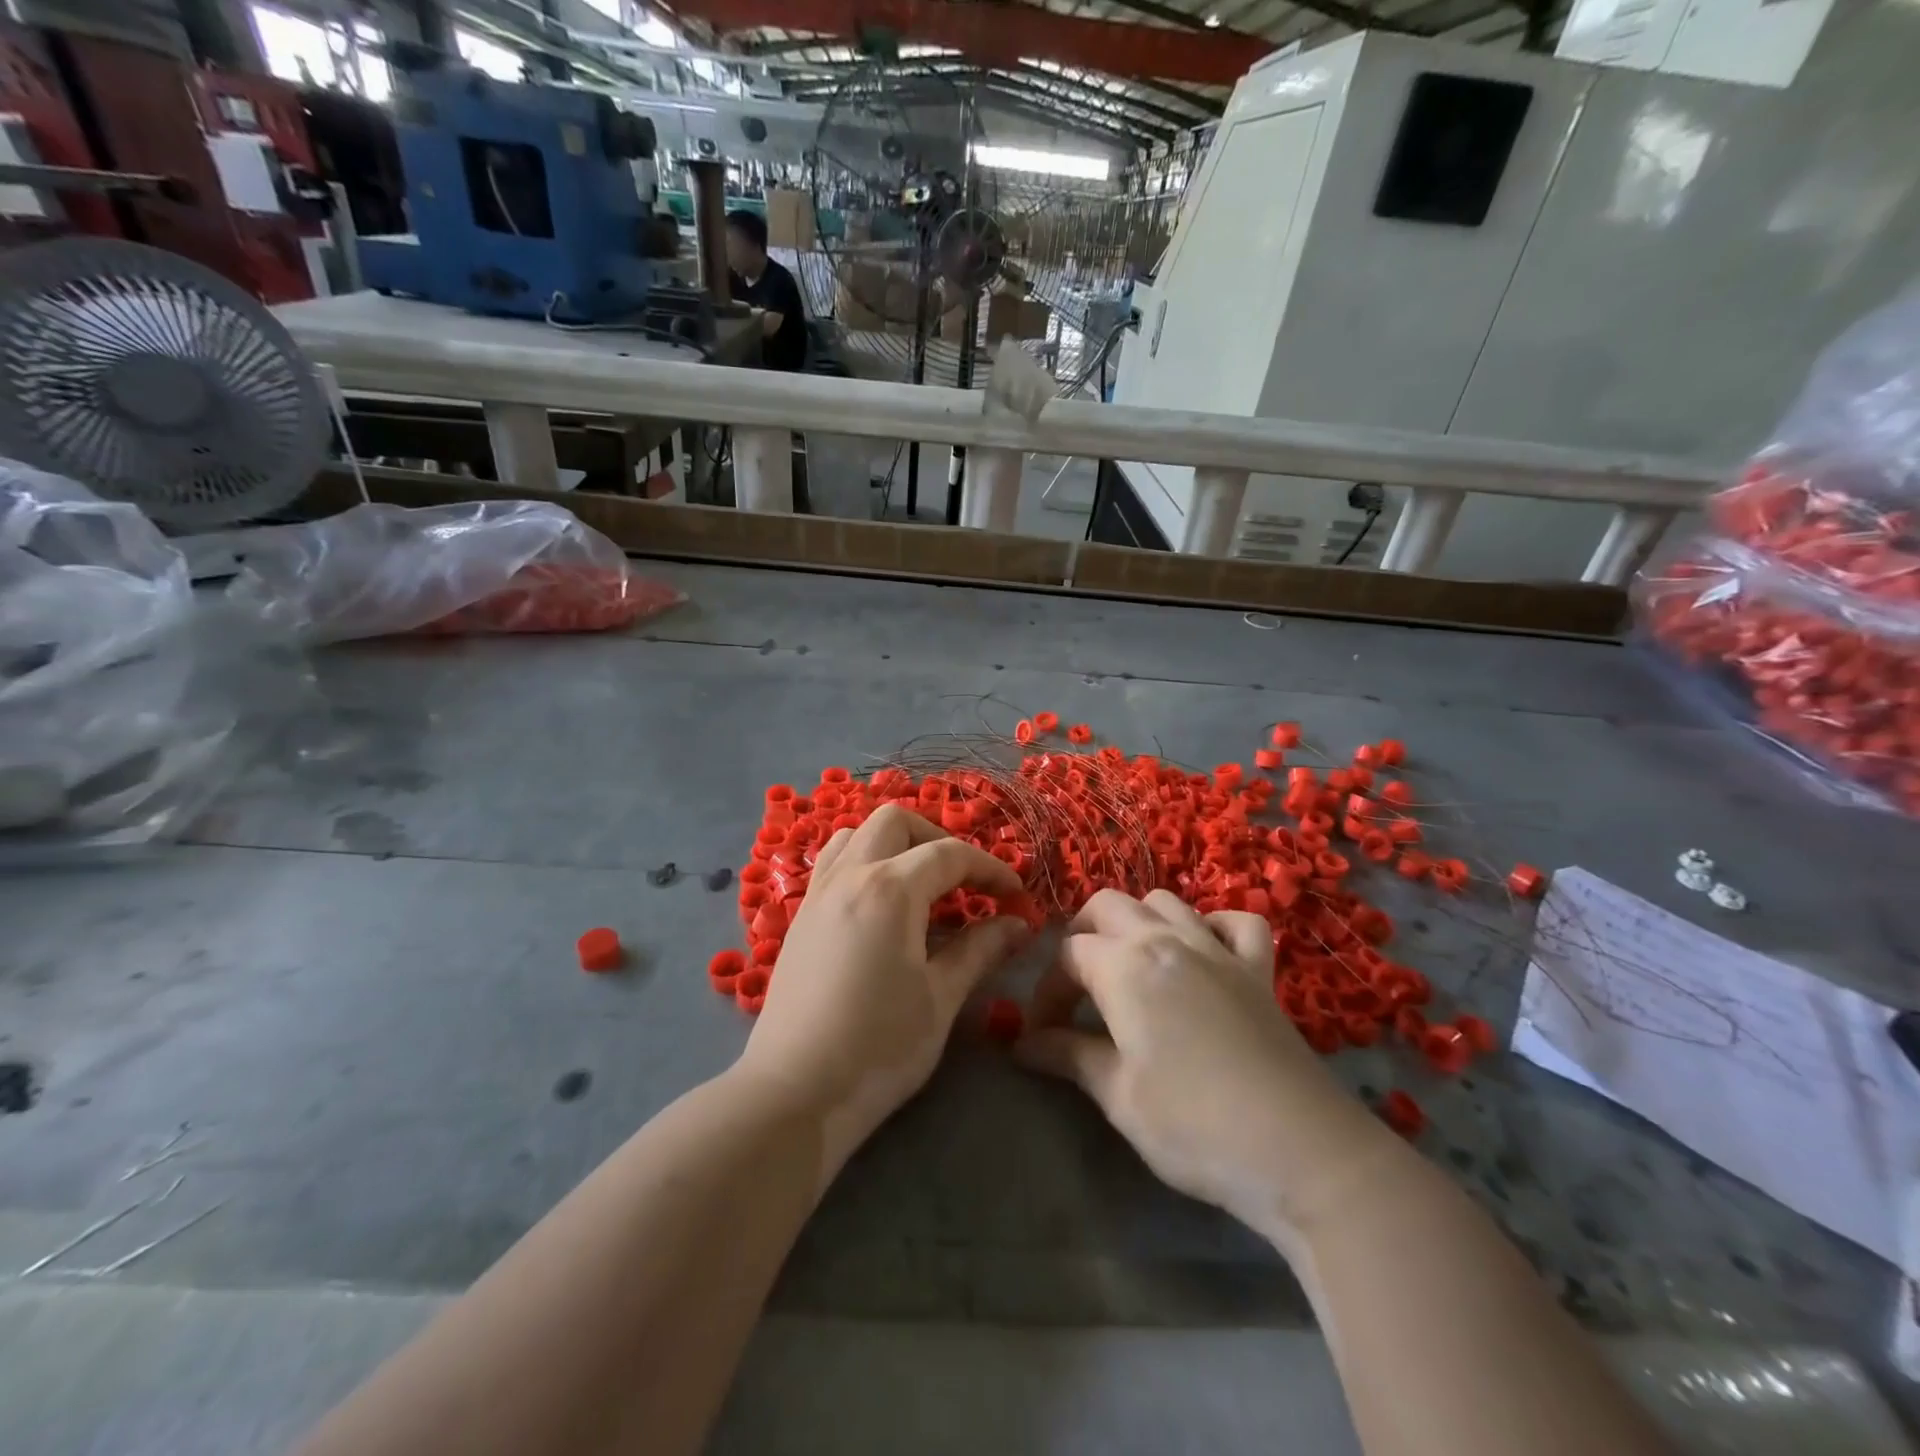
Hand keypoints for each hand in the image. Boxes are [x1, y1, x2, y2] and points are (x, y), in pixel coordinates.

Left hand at [738, 805, 1027, 1175]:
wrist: (795, 1093)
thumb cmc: (879, 1047)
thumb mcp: (941, 998)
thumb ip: (979, 950)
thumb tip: (1017, 923)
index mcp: (889, 889)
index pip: (950, 855)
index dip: (991, 869)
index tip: (1016, 896)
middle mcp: (850, 876)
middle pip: (896, 822)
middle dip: (938, 839)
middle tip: (964, 881)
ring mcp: (818, 893)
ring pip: (857, 835)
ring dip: (895, 845)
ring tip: (921, 886)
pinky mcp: (800, 917)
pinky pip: (834, 863)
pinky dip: (864, 862)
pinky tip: (881, 906)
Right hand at [1017, 890, 1398, 1252]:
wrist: (1300, 1152)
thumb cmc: (1194, 1126)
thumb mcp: (1118, 1096)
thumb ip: (1068, 1056)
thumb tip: (1023, 1044)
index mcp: (1125, 965)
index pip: (1066, 956)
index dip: (1046, 992)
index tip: (1042, 1036)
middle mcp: (1167, 939)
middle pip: (1106, 906)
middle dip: (1080, 937)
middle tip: (1076, 990)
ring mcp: (1218, 949)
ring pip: (1164, 902)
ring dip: (1137, 922)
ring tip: (1130, 967)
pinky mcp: (1259, 970)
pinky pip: (1235, 922)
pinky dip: (1213, 926)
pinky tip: (1204, 954)